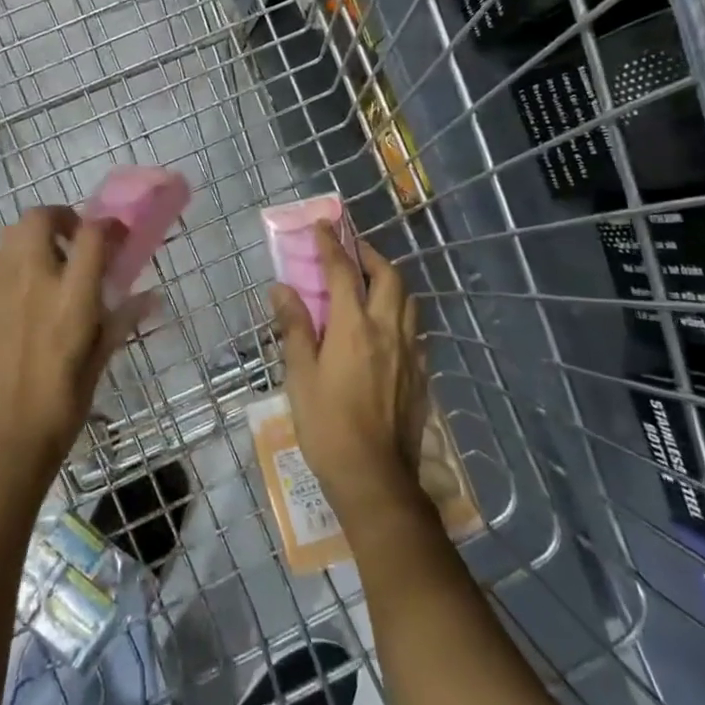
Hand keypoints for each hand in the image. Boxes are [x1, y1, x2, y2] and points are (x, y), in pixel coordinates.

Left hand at [0, 207, 154, 490]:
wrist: (3, 440)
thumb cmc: (62, 404)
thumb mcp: (100, 360)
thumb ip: (121, 320)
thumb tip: (150, 297)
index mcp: (71, 298)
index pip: (91, 235)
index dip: (106, 225)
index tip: (114, 233)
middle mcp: (32, 281)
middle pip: (39, 218)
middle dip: (59, 217)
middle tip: (72, 239)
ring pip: (9, 235)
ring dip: (31, 239)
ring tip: (44, 264)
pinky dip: (8, 263)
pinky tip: (17, 292)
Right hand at [271, 225, 427, 524]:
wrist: (374, 478)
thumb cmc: (327, 425)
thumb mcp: (300, 376)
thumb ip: (295, 327)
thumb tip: (282, 289)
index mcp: (355, 327)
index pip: (343, 271)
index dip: (331, 245)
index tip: (322, 226)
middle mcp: (388, 330)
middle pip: (388, 277)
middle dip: (370, 256)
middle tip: (351, 252)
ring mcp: (410, 352)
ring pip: (408, 301)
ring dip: (390, 282)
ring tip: (370, 284)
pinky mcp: (421, 375)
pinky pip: (415, 330)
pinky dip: (400, 314)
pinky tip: (387, 328)